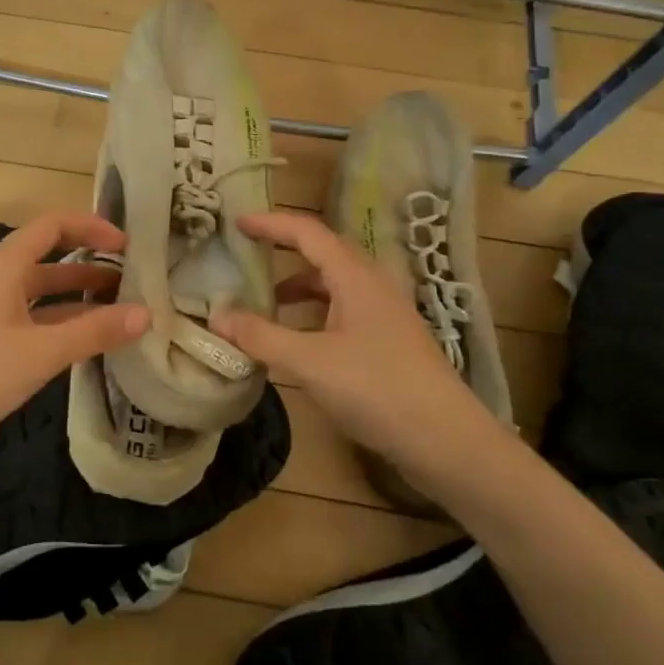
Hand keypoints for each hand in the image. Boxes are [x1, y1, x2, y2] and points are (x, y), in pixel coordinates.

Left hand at [0, 211, 149, 463]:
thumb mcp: (41, 353)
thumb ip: (95, 331)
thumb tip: (147, 313)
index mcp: (2, 266)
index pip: (53, 226)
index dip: (92, 228)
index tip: (128, 246)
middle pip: (47, 257)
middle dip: (90, 267)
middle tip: (132, 282)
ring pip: (37, 291)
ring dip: (74, 297)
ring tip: (117, 311)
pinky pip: (25, 315)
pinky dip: (54, 320)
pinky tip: (79, 342)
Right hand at [209, 211, 501, 477]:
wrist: (448, 441)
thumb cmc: (377, 390)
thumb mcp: (309, 363)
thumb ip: (261, 337)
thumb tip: (216, 316)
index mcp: (355, 277)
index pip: (308, 232)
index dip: (271, 223)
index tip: (237, 223)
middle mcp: (372, 285)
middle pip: (322, 252)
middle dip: (284, 249)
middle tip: (247, 253)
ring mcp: (384, 314)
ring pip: (334, 284)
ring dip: (298, 286)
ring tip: (265, 304)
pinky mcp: (389, 341)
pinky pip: (343, 310)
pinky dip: (314, 314)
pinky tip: (299, 340)